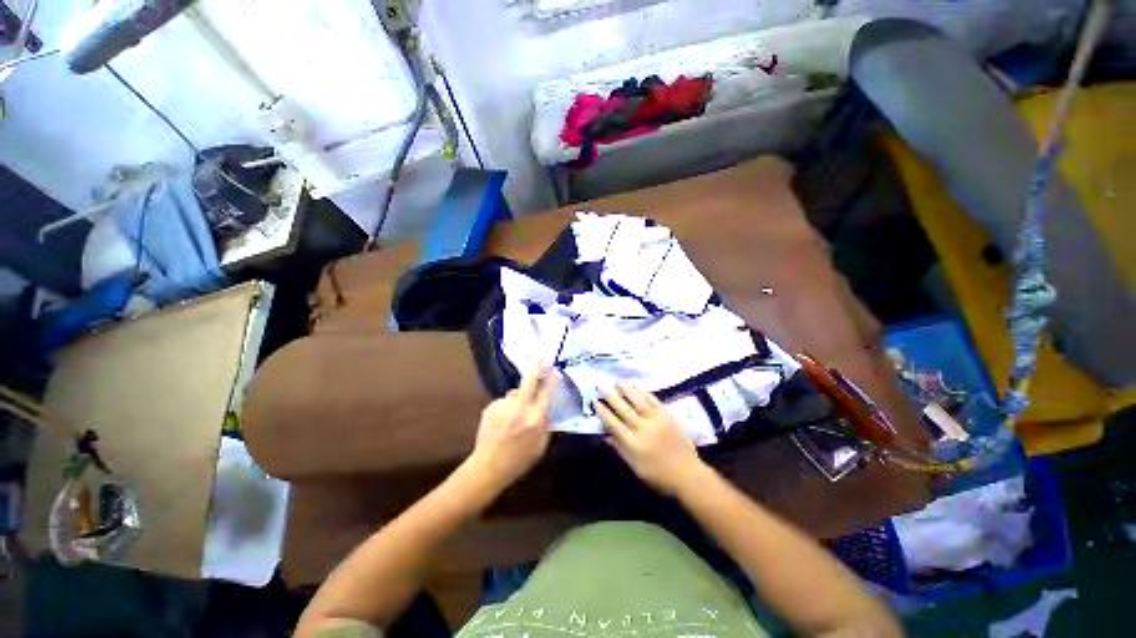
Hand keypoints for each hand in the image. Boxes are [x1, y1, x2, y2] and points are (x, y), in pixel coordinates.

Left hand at [468, 368, 555, 489]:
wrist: (488, 466)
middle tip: (540, 358)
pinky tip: (503, 421)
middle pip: (530, 380)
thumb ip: (546, 425)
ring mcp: (504, 405)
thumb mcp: (541, 446)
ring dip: (518, 397)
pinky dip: (506, 407)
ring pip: (515, 392)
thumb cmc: (520, 460)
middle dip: (537, 367)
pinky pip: (504, 401)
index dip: (552, 379)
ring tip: (514, 414)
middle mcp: (521, 407)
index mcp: (536, 418)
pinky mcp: (491, 406)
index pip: (547, 392)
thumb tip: (548, 409)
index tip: (554, 370)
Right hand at [597, 383, 707, 495]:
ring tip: (617, 381)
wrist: (687, 473)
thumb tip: (605, 435)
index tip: (595, 402)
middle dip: (611, 396)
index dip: (603, 412)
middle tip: (601, 386)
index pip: (613, 424)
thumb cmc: (658, 474)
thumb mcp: (635, 467)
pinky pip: (653, 400)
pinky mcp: (667, 415)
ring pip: (638, 401)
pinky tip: (637, 387)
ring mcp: (656, 420)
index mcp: (633, 443)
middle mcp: (642, 429)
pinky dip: (644, 393)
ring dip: (626, 389)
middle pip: (623, 409)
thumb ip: (619, 449)